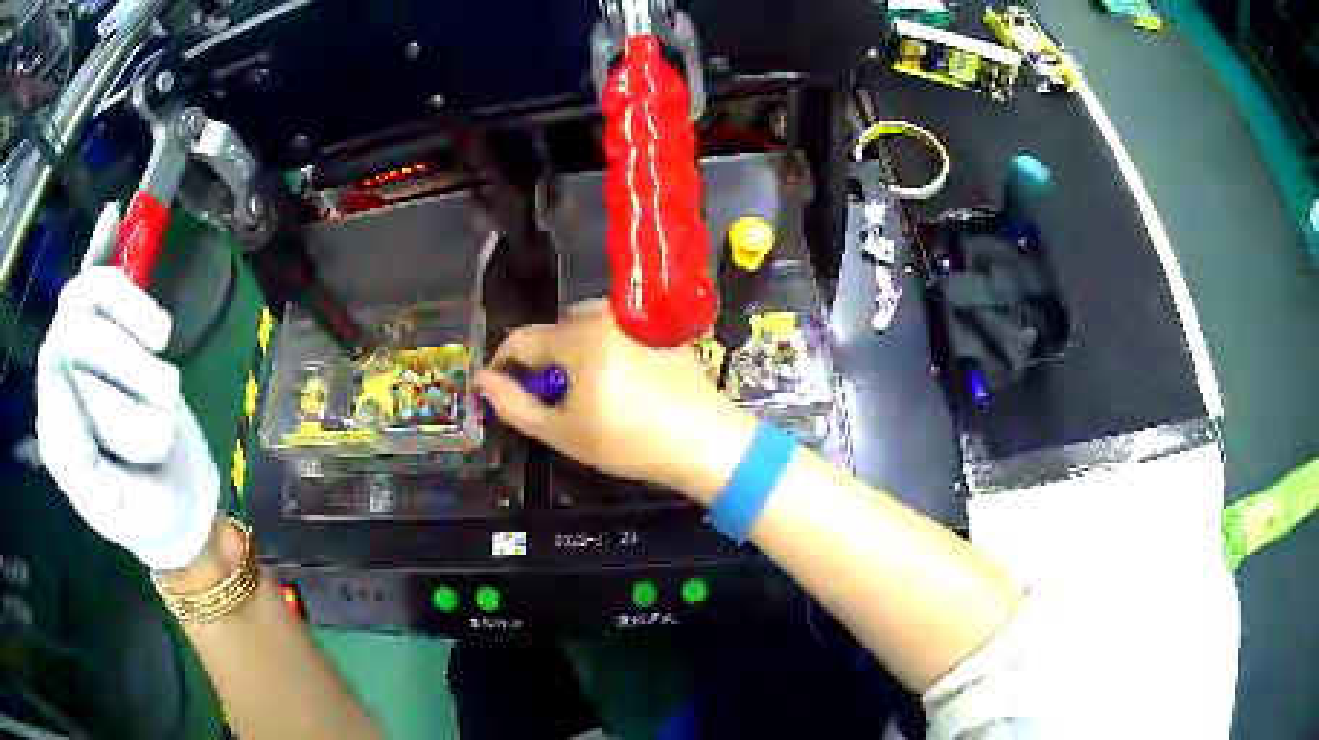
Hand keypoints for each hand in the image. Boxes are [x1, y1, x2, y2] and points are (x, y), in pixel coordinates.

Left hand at [36, 267, 218, 571]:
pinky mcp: (102, 327)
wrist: (176, 497)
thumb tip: (47, 354)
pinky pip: (99, 282)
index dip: (107, 396)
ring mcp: (77, 349)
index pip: (58, 380)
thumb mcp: (113, 503)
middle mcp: (57, 382)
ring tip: (166, 353)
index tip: (157, 427)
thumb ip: (74, 449)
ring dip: (135, 318)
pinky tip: (129, 264)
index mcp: (53, 432)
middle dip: (129, 366)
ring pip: (91, 296)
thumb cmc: (145, 509)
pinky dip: (113, 267)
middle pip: (76, 333)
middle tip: (170, 408)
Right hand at [475, 300, 756, 502]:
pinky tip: (619, 382)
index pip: (523, 339)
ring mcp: (637, 319)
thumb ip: (514, 405)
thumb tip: (482, 380)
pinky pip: (617, 329)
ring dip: (574, 349)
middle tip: (551, 396)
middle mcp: (607, 315)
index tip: (499, 388)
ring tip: (585, 389)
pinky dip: (604, 348)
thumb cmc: (629, 442)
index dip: (503, 364)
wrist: (703, 441)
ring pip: (586, 325)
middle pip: (556, 328)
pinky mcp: (660, 328)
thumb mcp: (562, 432)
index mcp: (579, 337)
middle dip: (544, 358)